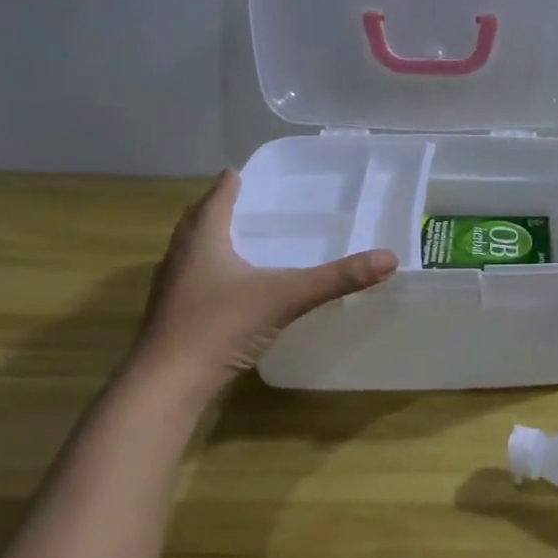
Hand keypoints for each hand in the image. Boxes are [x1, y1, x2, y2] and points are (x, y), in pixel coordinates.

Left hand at [130, 171, 397, 398]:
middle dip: (217, 210)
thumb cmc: (220, 327)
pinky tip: (231, 290)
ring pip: (191, 254)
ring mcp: (172, 291)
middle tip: (242, 202)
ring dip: (210, 242)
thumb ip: (337, 278)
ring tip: (238, 241)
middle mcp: (181, 258)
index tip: (240, 172)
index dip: (230, 184)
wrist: (168, 385)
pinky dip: (211, 275)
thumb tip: (389, 258)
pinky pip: (194, 283)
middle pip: (197, 223)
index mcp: (203, 241)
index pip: (216, 200)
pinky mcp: (174, 319)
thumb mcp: (286, 297)